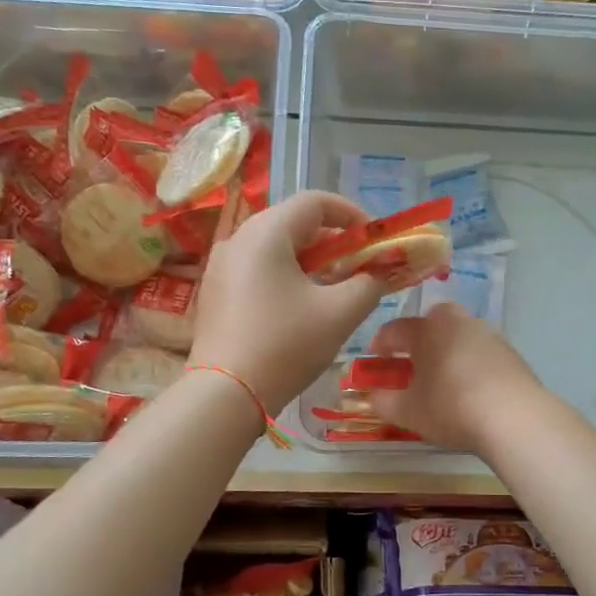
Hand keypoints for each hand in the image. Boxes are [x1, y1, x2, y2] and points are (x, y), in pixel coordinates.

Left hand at [190, 191, 389, 414]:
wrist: (225, 394)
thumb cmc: (286, 345)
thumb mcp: (340, 313)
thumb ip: (369, 284)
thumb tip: (379, 273)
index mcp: (266, 232)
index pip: (316, 201)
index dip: (353, 215)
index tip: (375, 241)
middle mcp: (238, 239)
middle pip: (294, 223)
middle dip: (334, 241)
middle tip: (359, 268)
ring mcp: (221, 266)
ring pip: (276, 248)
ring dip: (311, 261)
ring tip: (335, 289)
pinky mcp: (216, 292)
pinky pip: (258, 269)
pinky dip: (286, 276)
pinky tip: (301, 307)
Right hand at [365, 303, 543, 454]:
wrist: (514, 417)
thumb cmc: (451, 408)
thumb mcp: (408, 411)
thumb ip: (383, 401)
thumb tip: (371, 395)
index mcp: (428, 329)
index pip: (396, 329)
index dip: (381, 344)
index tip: (375, 360)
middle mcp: (458, 322)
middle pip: (432, 322)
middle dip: (419, 338)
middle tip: (411, 362)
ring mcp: (488, 334)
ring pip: (459, 334)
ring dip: (446, 349)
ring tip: (441, 377)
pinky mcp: (511, 352)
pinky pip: (480, 350)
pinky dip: (470, 361)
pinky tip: (470, 386)